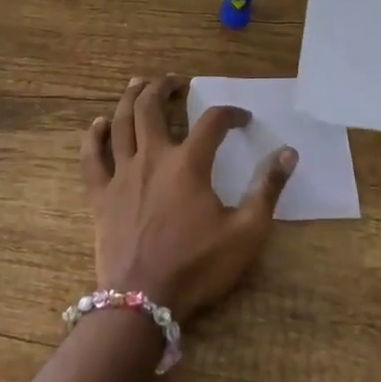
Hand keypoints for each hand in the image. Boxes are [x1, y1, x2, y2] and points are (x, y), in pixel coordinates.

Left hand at [80, 75, 296, 321]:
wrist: (143, 300)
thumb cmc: (198, 266)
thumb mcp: (246, 231)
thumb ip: (267, 189)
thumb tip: (288, 152)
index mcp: (188, 164)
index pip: (212, 122)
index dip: (230, 114)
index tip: (242, 118)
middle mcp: (152, 158)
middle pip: (153, 107)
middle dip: (165, 87)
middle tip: (175, 80)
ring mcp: (121, 174)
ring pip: (121, 123)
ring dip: (130, 98)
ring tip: (138, 83)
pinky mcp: (100, 195)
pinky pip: (91, 157)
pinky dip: (94, 136)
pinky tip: (98, 123)